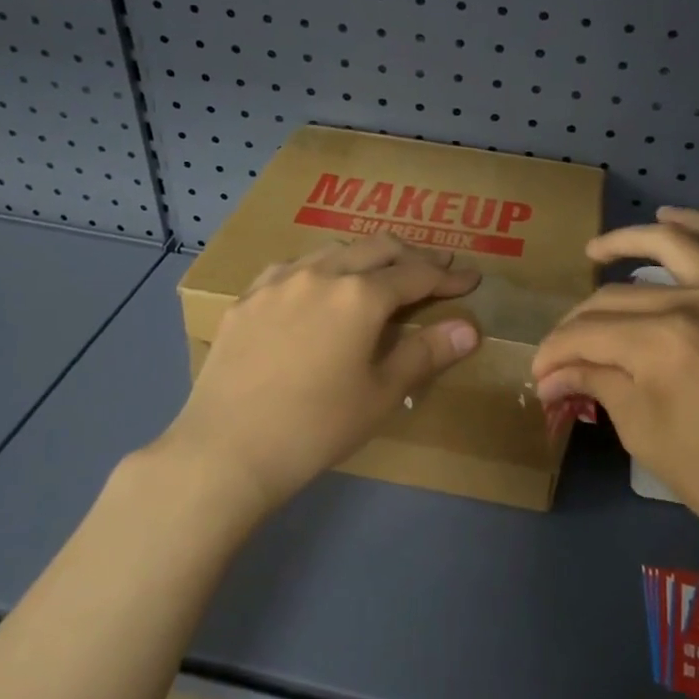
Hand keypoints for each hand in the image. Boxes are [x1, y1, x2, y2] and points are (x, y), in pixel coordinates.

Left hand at [161, 234, 482, 515]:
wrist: (226, 450)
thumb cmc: (316, 427)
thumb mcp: (380, 394)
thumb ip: (425, 353)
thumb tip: (469, 328)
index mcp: (360, 295)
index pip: (416, 275)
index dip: (447, 276)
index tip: (471, 279)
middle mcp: (322, 273)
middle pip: (377, 248)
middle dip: (412, 255)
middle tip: (435, 268)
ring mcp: (280, 280)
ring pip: (334, 250)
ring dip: (367, 256)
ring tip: (381, 272)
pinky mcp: (248, 297)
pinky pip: (294, 267)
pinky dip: (322, 268)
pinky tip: (319, 285)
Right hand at [531, 208, 698, 592]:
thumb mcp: (645, 432)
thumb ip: (597, 383)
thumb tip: (551, 374)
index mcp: (667, 344)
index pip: (590, 333)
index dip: (556, 352)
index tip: (540, 372)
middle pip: (622, 297)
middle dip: (580, 324)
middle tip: (563, 348)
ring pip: (678, 243)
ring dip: (631, 241)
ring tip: (598, 250)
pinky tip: (673, 221)